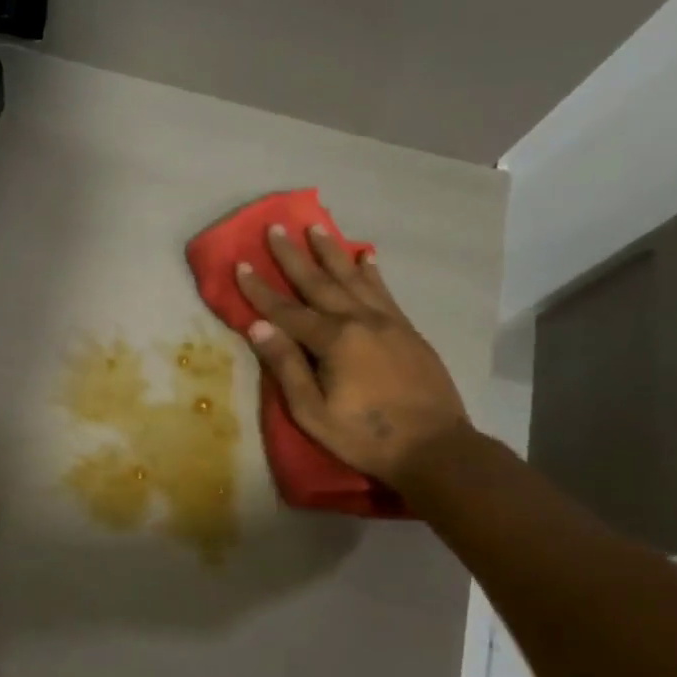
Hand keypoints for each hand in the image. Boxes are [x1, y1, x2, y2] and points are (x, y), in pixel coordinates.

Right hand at [235, 224, 469, 488]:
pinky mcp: (407, 330)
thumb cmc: (365, 436)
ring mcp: (387, 322)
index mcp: (334, 340)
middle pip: (319, 283)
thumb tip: (258, 326)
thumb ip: (286, 366)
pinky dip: (371, 272)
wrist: (436, 448)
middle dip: (293, 256)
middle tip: (276, 228)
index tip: (240, 264)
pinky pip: (383, 291)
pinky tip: (365, 257)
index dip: (260, 289)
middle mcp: (360, 320)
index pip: (286, 310)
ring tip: (316, 228)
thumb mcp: (312, 411)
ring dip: (331, 253)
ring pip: (353, 278)